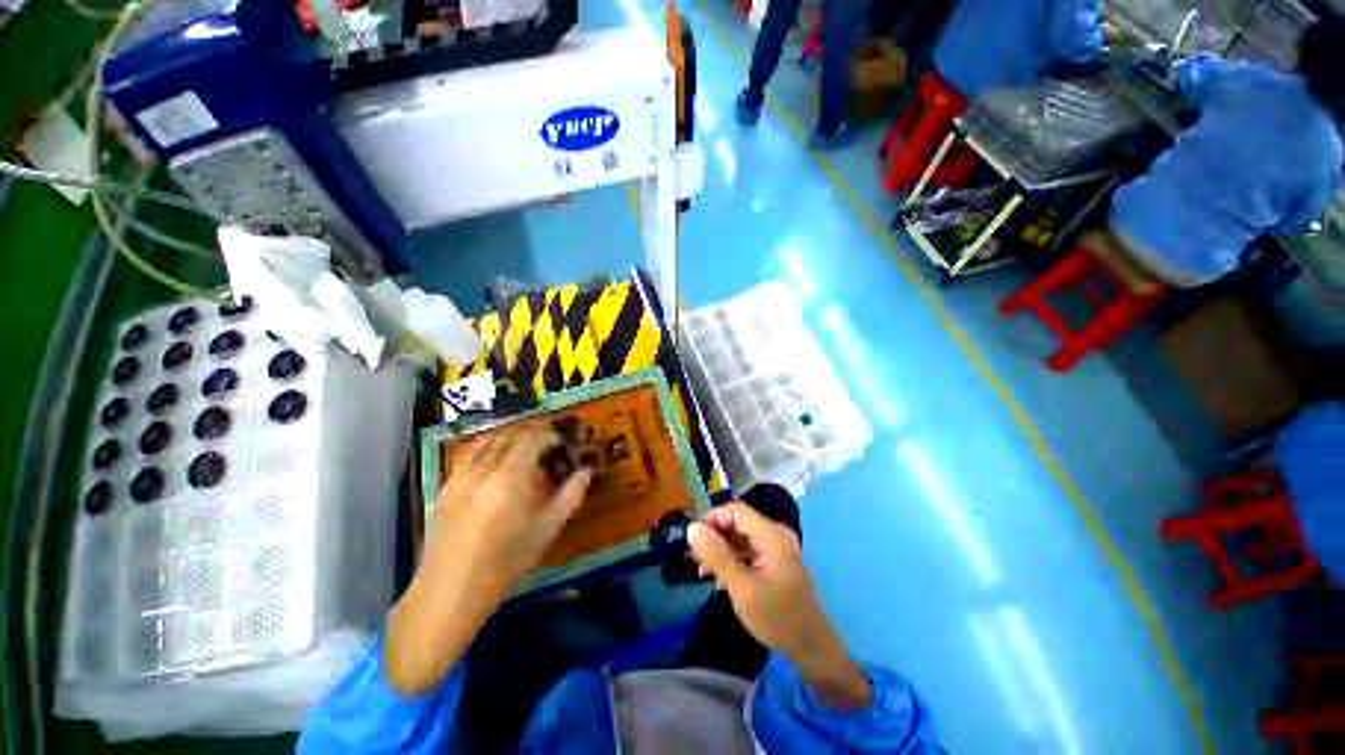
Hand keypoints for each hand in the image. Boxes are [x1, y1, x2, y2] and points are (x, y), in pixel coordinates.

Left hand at [385, 427, 591, 693]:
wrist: (451, 591)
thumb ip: (571, 495)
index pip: (532, 437)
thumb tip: (586, 471)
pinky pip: (469, 456)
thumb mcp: (547, 528)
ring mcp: (460, 476)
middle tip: (547, 450)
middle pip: (509, 434)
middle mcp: (482, 468)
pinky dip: (487, 451)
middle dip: (531, 435)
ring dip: (508, 440)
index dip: (550, 436)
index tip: (562, 446)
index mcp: (510, 475)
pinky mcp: (445, 488)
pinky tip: (495, 470)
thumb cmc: (506, 561)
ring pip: (486, 441)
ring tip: (522, 455)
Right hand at [687, 503, 870, 710]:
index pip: (736, 510)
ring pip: (741, 536)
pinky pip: (748, 549)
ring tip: (703, 570)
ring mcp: (776, 547)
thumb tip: (692, 528)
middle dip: (714, 536)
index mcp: (771, 534)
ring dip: (721, 548)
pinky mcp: (775, 560)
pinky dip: (732, 558)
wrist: (811, 648)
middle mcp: (775, 534)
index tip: (692, 540)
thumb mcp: (741, 588)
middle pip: (738, 522)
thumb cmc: (777, 618)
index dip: (712, 519)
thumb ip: (717, 555)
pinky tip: (720, 577)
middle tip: (695, 558)